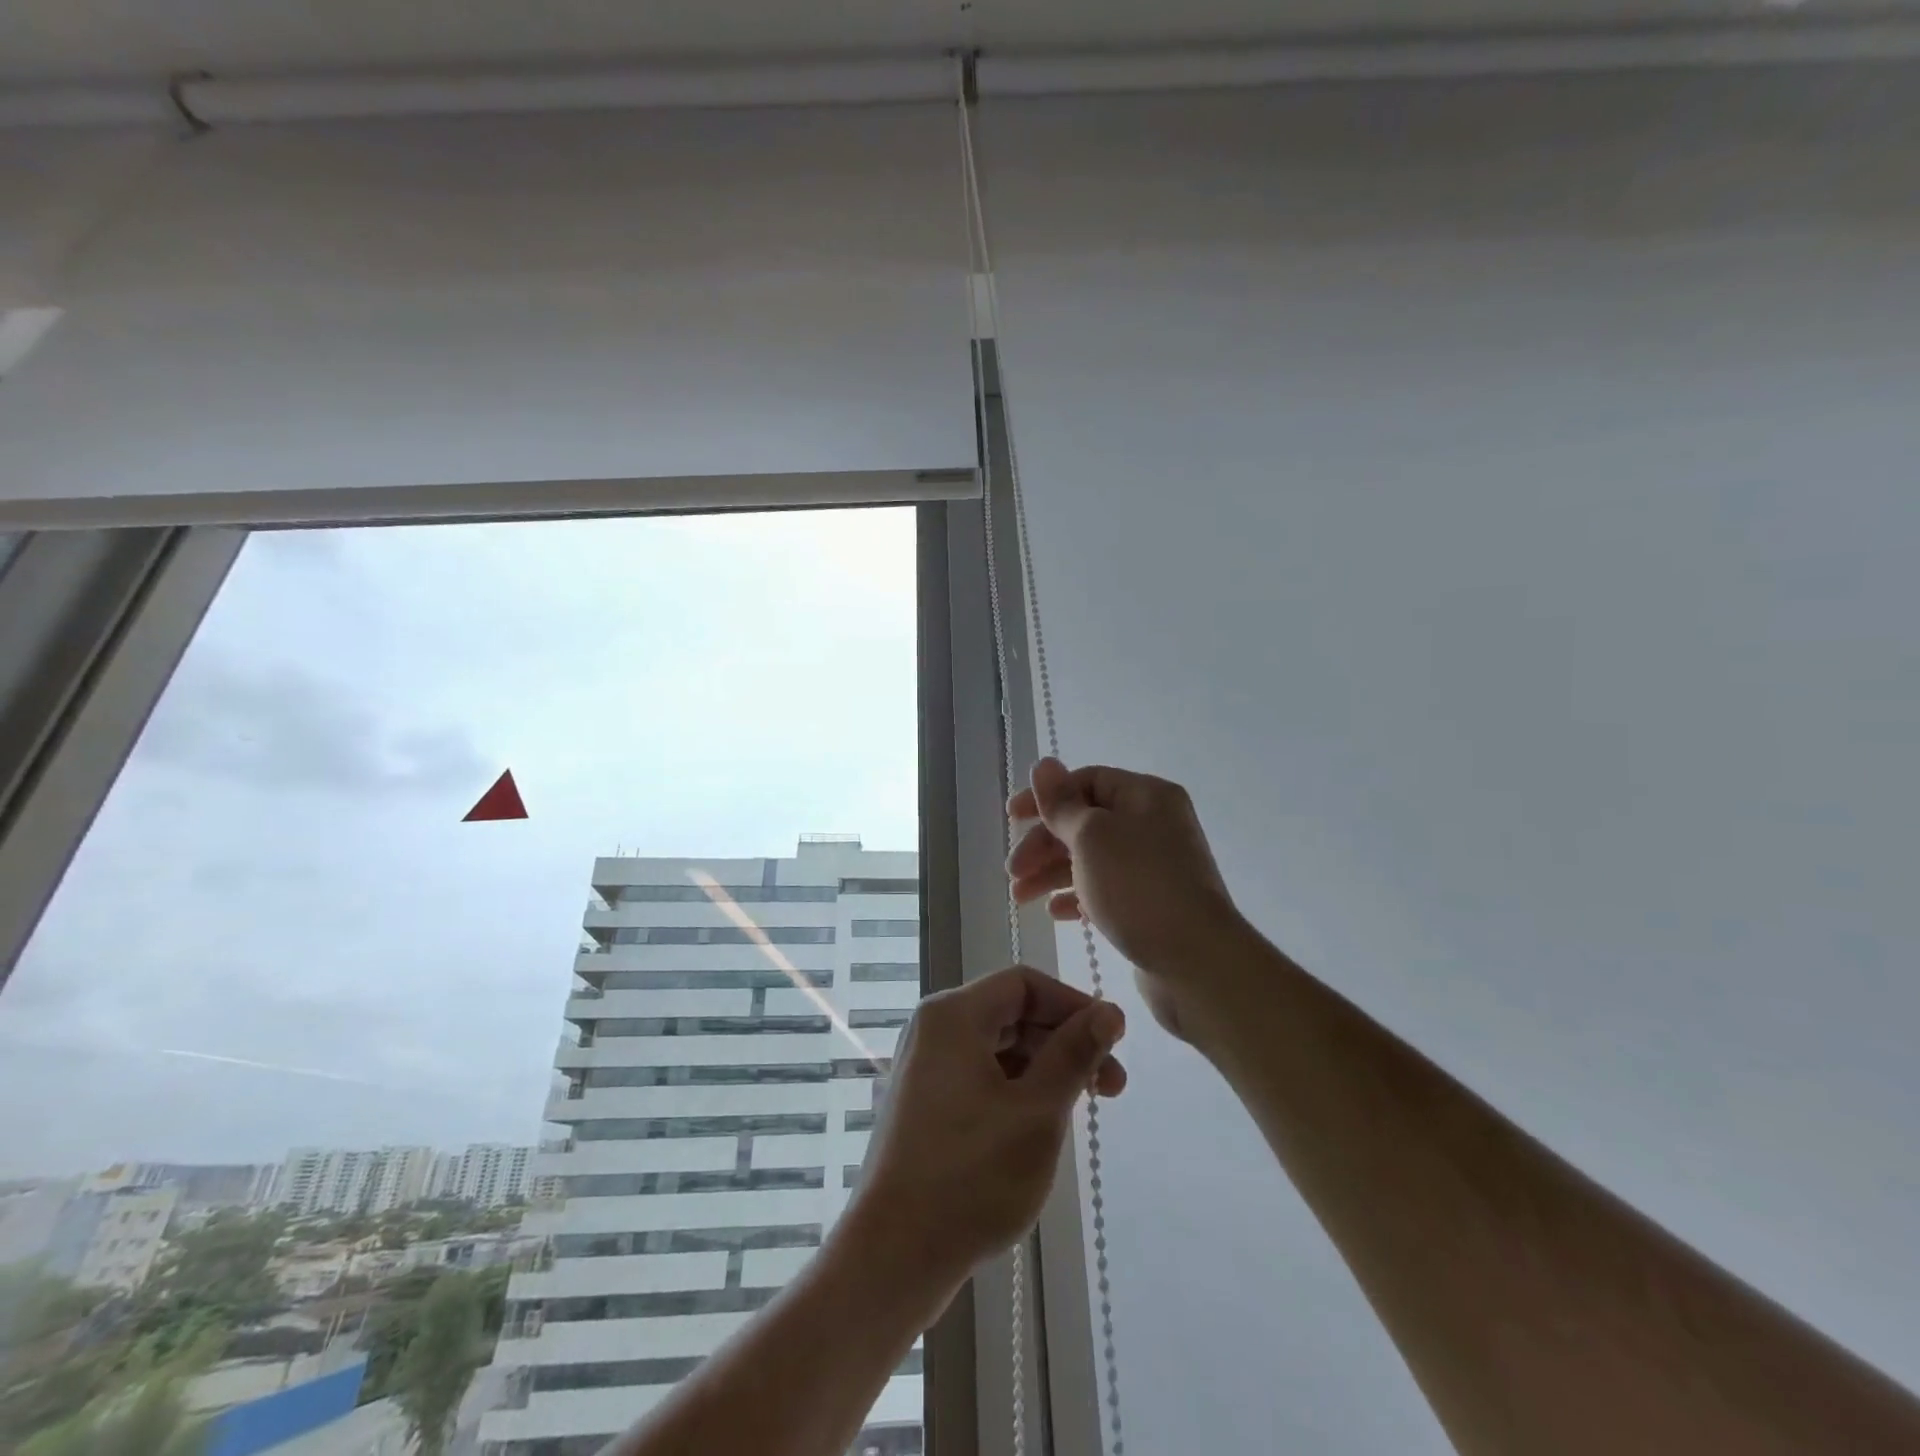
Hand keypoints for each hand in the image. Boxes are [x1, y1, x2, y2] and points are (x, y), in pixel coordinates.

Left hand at [852, 965, 1126, 1283]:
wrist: (893, 1255)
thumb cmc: (971, 1176)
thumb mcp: (1037, 1111)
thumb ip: (1074, 1054)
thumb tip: (1109, 1012)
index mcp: (953, 1015)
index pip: (1023, 983)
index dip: (1073, 1004)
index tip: (1113, 1039)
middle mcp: (933, 1029)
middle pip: (1011, 1013)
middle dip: (1064, 1040)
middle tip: (1112, 1085)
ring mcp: (925, 1066)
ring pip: (998, 1047)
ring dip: (1045, 1067)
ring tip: (1084, 1107)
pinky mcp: (924, 1102)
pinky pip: (979, 1074)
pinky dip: (1017, 1087)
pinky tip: (1042, 1122)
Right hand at [1007, 758, 1242, 1040]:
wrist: (1197, 963)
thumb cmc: (1139, 887)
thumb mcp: (1092, 836)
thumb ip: (1061, 803)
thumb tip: (1043, 763)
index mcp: (1146, 796)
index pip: (1087, 781)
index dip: (1046, 797)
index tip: (1011, 818)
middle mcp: (1153, 825)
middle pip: (1085, 821)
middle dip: (1043, 843)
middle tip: (1013, 871)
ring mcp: (1154, 867)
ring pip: (1091, 858)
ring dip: (1051, 873)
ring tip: (1020, 898)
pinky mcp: (1151, 904)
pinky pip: (1105, 889)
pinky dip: (1076, 896)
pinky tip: (1055, 914)